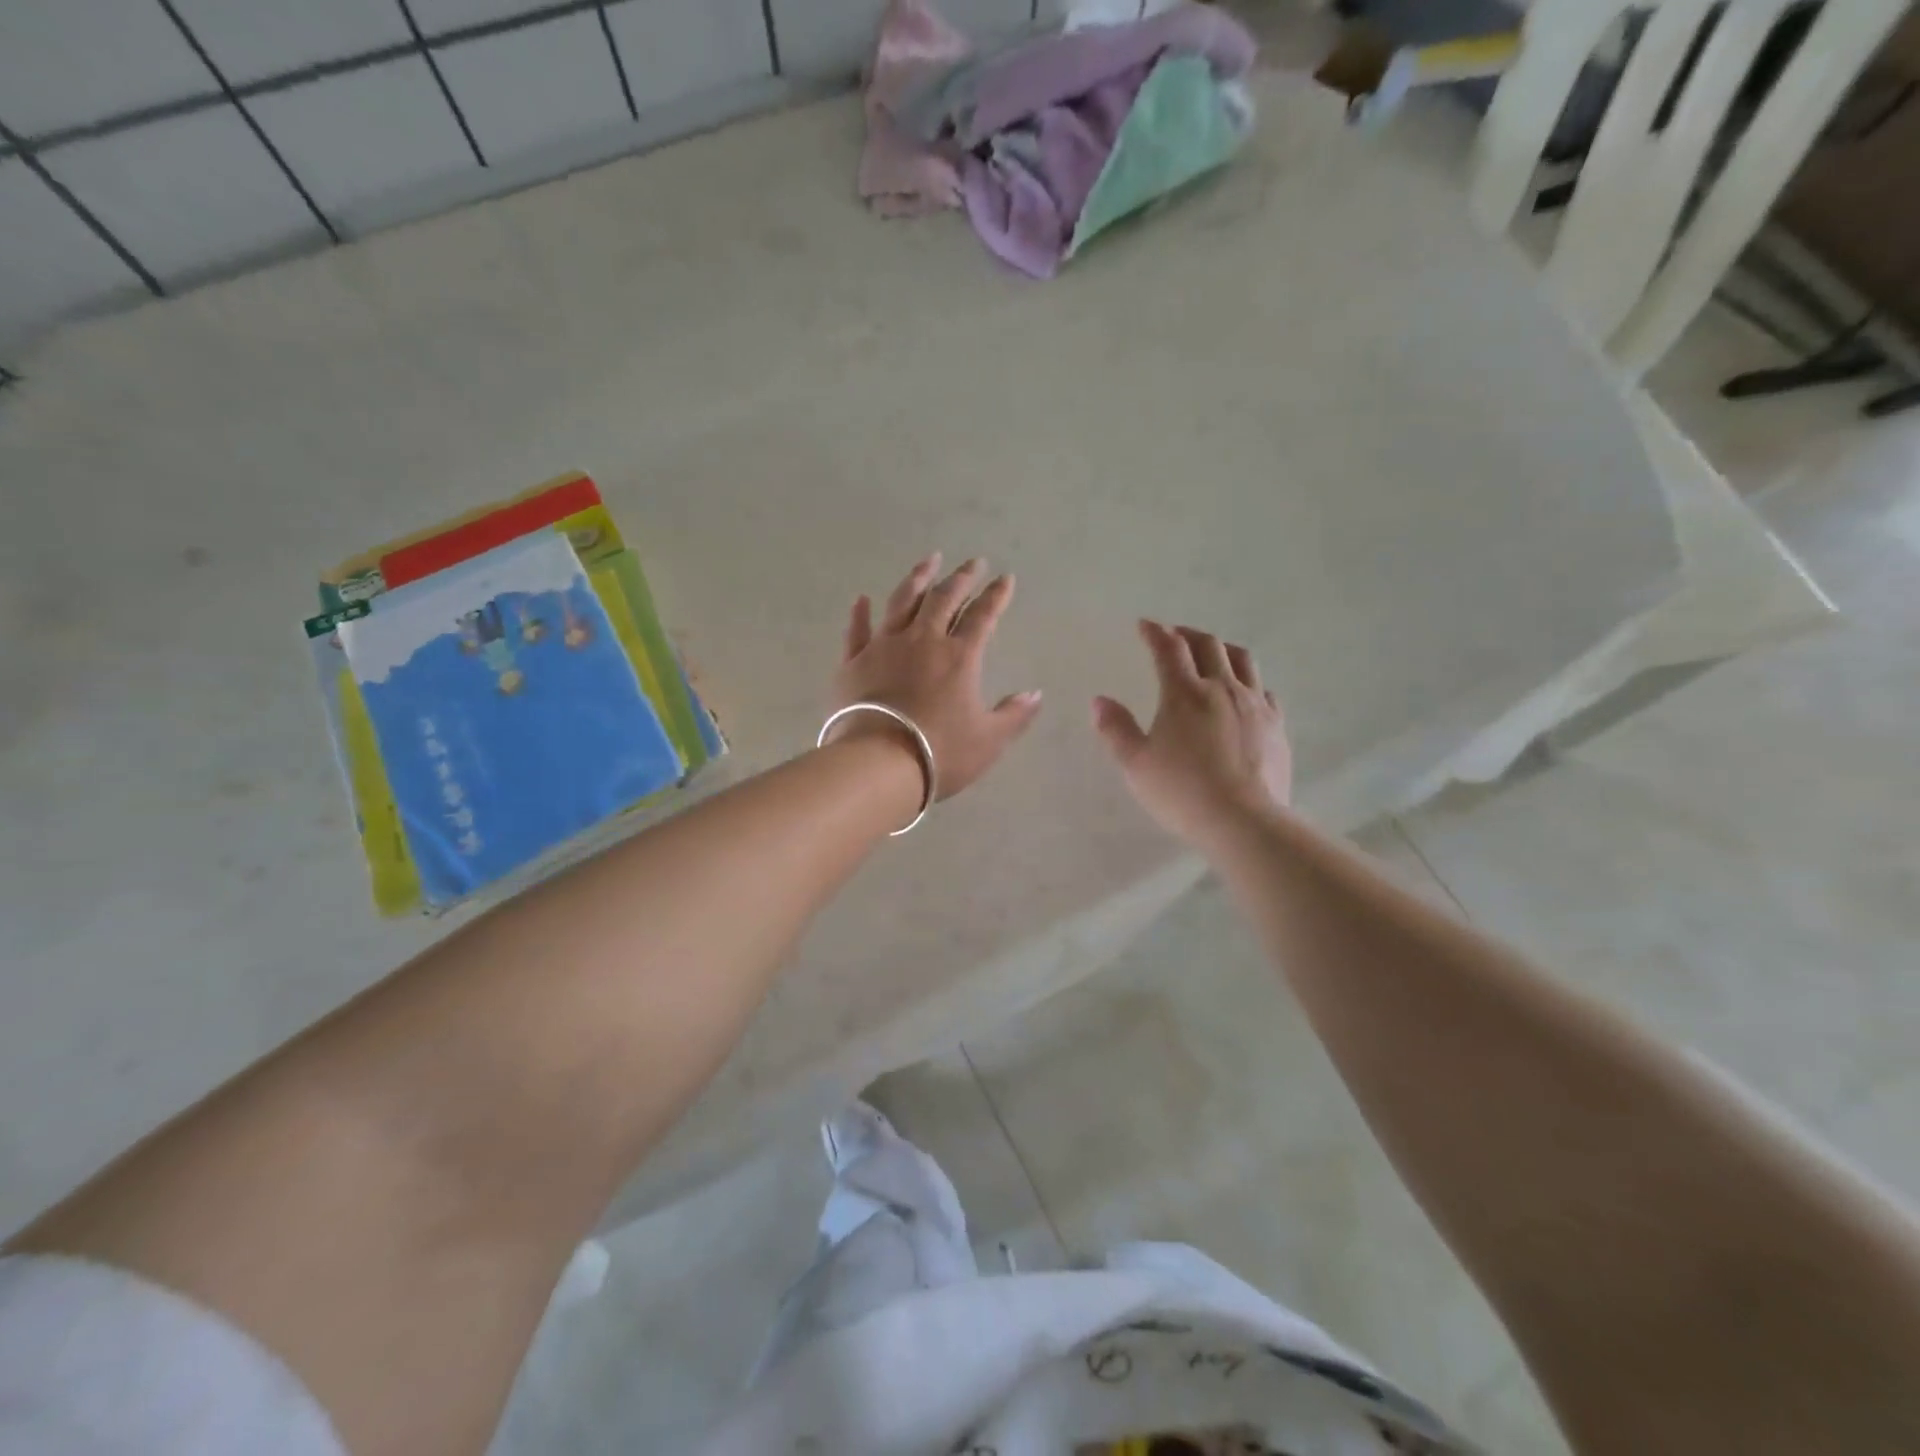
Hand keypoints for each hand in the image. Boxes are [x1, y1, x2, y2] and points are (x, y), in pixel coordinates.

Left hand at [831, 553, 1043, 800]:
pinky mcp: (853, 663)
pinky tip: (862, 599)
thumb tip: (1035, 694)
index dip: (996, 596)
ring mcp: (884, 647)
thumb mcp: (989, 740)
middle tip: (973, 562)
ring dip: (917, 579)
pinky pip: (857, 631)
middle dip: (961, 578)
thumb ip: (1014, 715)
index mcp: (959, 657)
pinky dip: (860, 614)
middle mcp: (922, 641)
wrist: (878, 764)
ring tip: (929, 561)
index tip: (1005, 579)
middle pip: (944, 599)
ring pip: (902, 603)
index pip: (983, 616)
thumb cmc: (940, 753)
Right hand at [1093, 620, 1291, 846]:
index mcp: (1184, 694)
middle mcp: (1222, 688)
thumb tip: (1100, 700)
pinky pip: (1264, 689)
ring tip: (1212, 653)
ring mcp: (1254, 704)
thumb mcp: (1136, 764)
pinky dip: (1248, 680)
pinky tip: (1243, 692)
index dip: (1155, 632)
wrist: (1245, 821)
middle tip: (1174, 636)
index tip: (1145, 625)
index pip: (1168, 649)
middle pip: (1208, 645)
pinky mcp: (1276, 725)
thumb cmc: (1182, 792)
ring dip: (1222, 648)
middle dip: (1187, 634)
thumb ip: (1116, 729)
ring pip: (1242, 659)